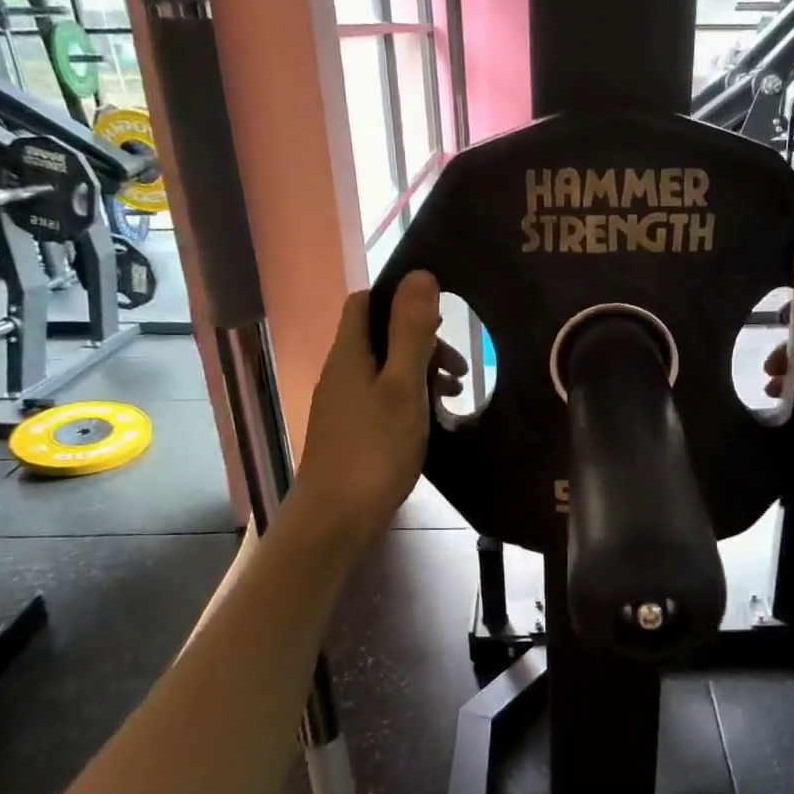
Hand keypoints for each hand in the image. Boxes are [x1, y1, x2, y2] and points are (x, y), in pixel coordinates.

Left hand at [292, 271, 463, 543]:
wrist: (335, 519)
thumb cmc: (374, 450)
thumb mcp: (403, 387)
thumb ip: (411, 332)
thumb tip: (420, 274)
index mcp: (350, 354)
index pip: (366, 302)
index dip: (400, 299)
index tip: (440, 317)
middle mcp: (341, 372)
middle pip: (379, 336)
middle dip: (420, 341)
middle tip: (458, 368)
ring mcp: (343, 404)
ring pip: (384, 369)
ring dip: (420, 372)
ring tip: (454, 395)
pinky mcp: (351, 431)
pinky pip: (382, 397)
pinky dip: (409, 398)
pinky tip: (431, 420)